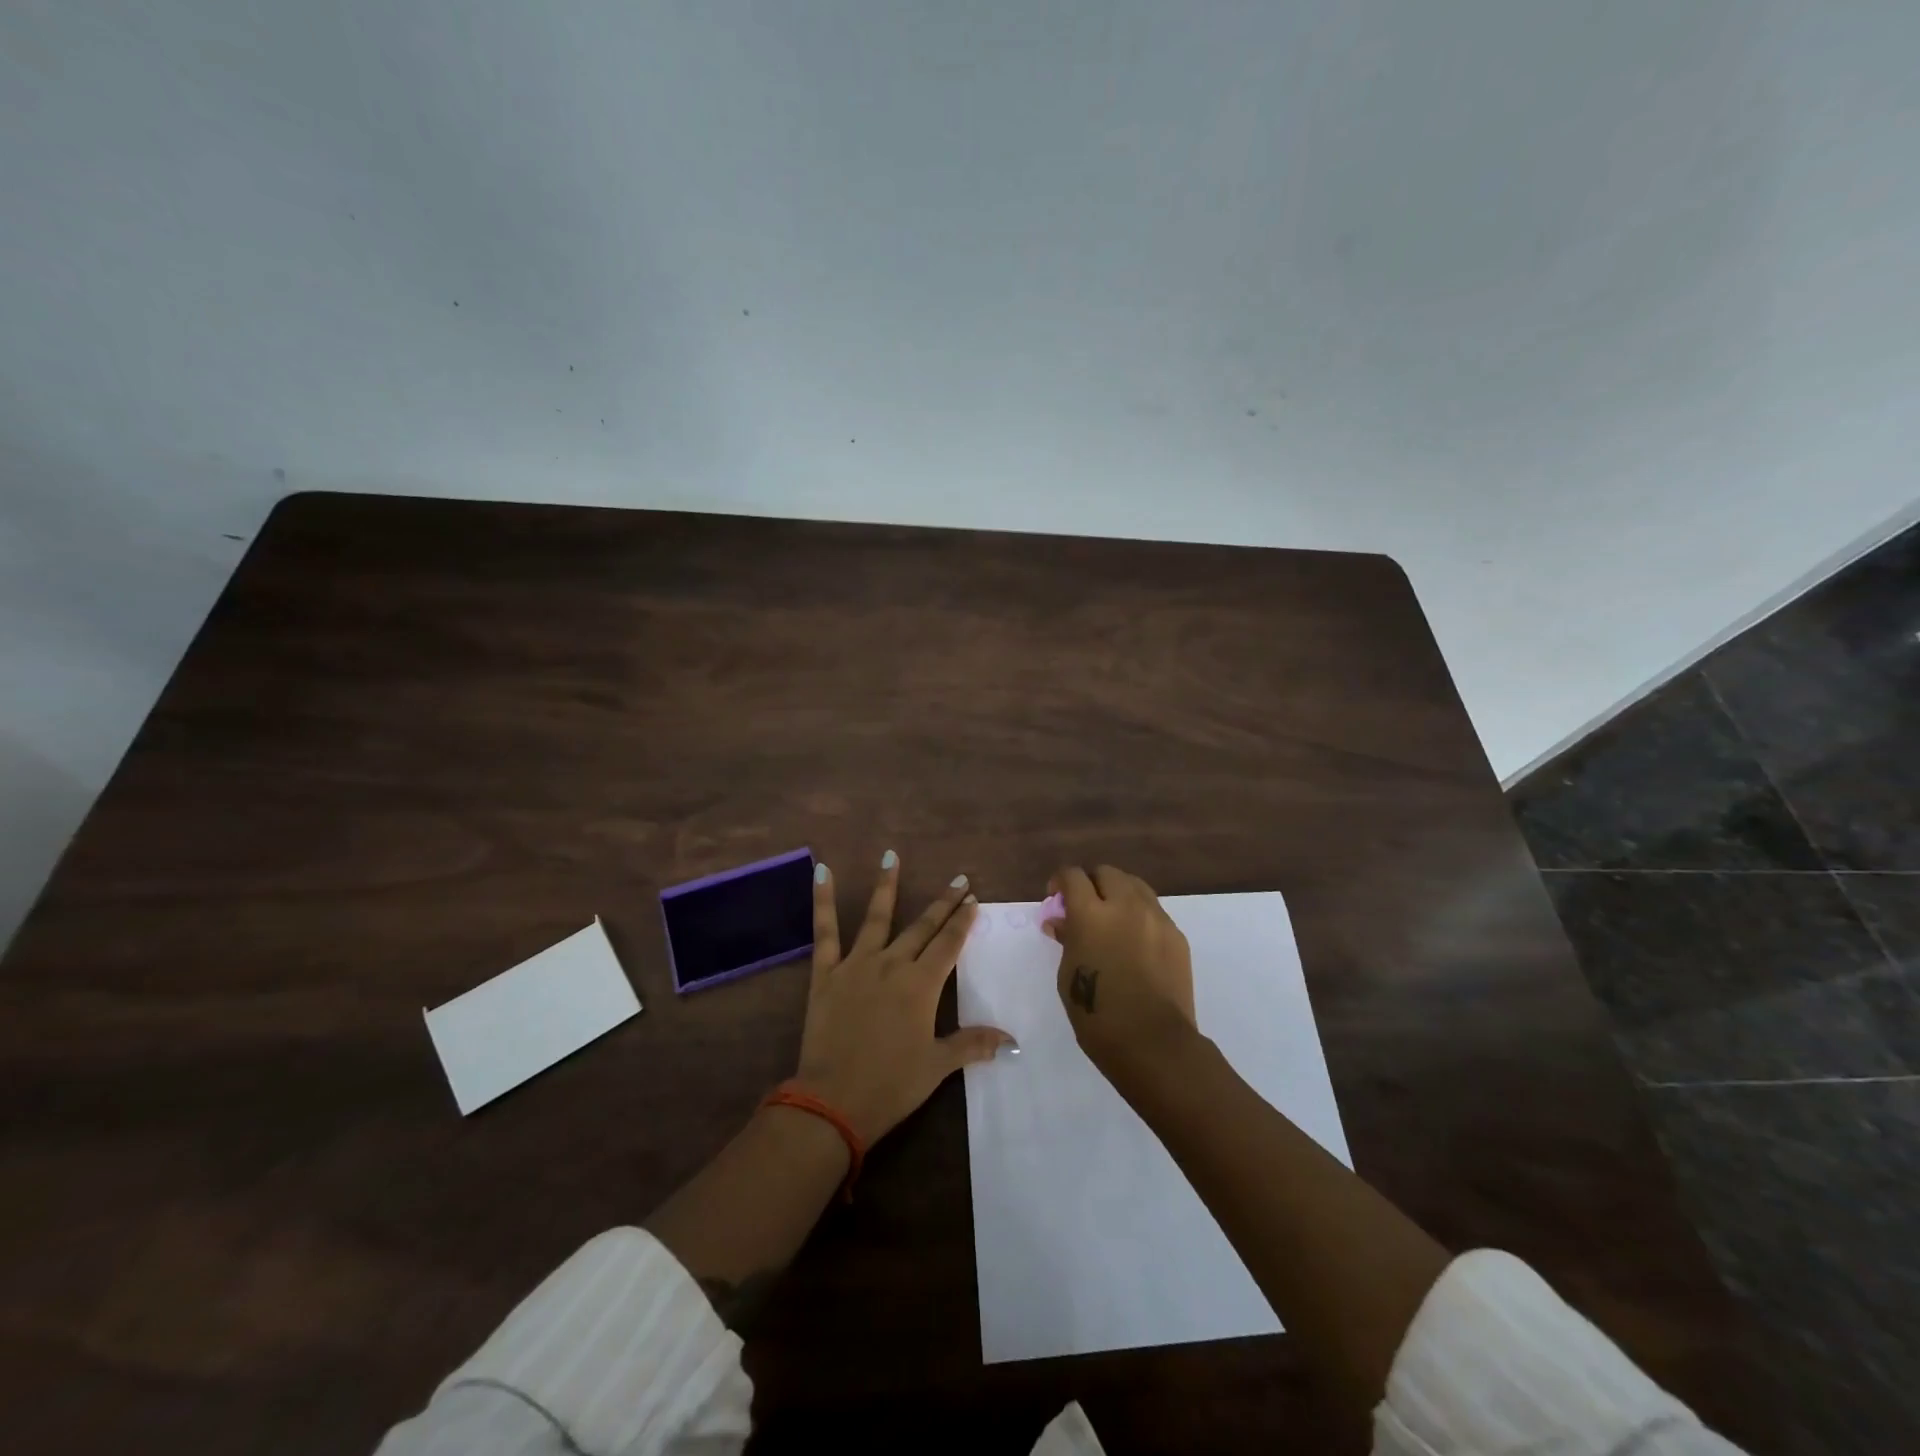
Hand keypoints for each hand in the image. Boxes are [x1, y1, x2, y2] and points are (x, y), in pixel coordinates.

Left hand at [794, 854, 1013, 1144]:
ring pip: (878, 917)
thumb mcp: (937, 1066)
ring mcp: (858, 965)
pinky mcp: (826, 973)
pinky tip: (822, 871)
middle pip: (923, 927)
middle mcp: (893, 964)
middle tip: (958, 880)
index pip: (949, 944)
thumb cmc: (891, 1085)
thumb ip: (972, 1044)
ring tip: (891, 856)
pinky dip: (823, 900)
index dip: (962, 921)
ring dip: (887, 885)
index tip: (972, 899)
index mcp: (922, 985)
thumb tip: (1012, 1041)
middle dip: (943, 903)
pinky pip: (825, 932)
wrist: (833, 1102)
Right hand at [1047, 864, 1195, 1077]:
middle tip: (1085, 907)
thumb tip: (1062, 922)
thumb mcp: (1067, 975)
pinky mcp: (1176, 935)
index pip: (1073, 876)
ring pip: (1135, 885)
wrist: (1152, 1042)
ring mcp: (1156, 918)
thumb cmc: (1097, 1014)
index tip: (1056, 897)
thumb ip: (1067, 939)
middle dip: (1091, 883)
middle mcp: (1125, 906)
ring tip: (1112, 919)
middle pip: (1107, 873)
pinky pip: (1154, 910)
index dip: (1061, 881)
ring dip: (1118, 893)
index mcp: (1091, 914)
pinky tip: (1135, 941)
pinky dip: (1139, 914)